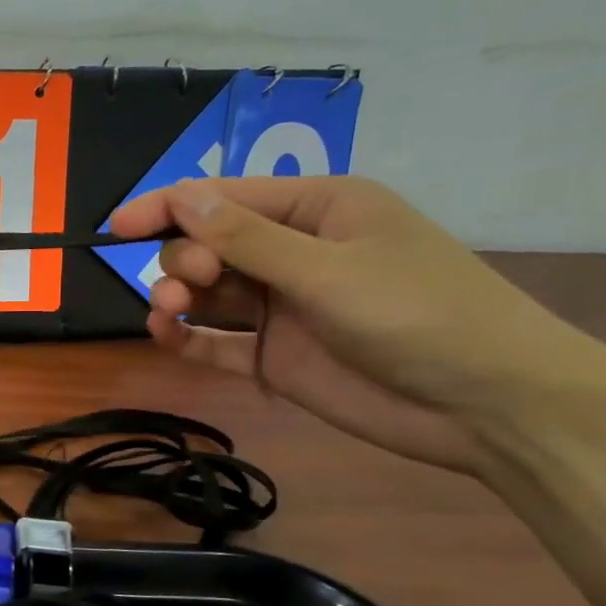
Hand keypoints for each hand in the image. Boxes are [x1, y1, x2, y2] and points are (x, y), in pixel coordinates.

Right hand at [108, 176, 590, 475]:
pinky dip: (186, 338)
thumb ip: (247, 238)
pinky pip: (216, 341)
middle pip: (209, 244)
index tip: (118, 227)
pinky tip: (165, 336)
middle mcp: (294, 253)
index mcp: (318, 211)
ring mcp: (283, 308)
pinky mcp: (274, 356)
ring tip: (167, 312)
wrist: (487, 407)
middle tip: (191, 282)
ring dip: (177, 296)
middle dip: (186, 257)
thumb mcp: (330, 269)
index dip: (169, 207)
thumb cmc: (420, 316)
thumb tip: (181, 197)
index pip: (225, 198)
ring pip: (207, 292)